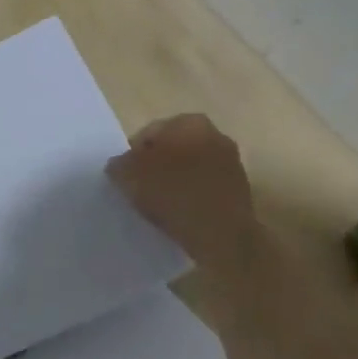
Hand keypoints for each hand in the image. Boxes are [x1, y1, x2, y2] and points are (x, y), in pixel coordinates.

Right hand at [107, 114, 260, 265]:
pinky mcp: (239, 190)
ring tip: (157, 205)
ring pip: (189, 169)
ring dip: (173, 182)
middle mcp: (215, 134)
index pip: (149, 133)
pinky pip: (203, 188)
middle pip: (172, 150)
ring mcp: (231, 162)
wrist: (222, 235)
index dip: (132, 155)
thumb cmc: (174, 194)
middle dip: (155, 166)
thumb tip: (119, 165)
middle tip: (138, 189)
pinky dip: (190, 197)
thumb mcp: (130, 177)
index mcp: (189, 123)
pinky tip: (178, 214)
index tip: (125, 177)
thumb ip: (119, 165)